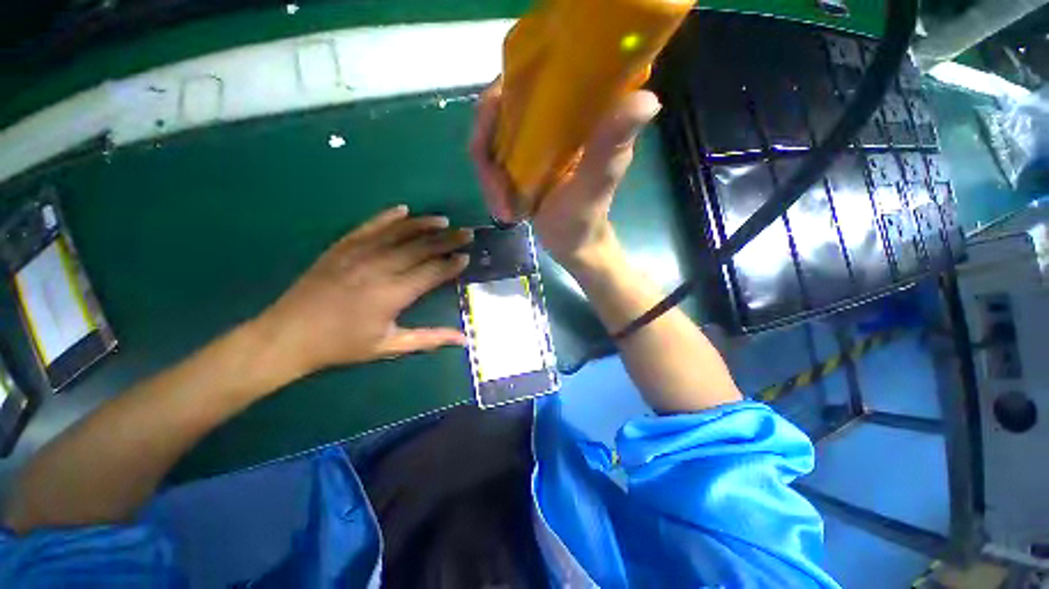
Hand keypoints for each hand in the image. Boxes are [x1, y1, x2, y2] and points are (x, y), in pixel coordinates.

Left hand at [254, 206, 471, 378]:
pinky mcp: (341, 247)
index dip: (451, 264)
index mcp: (392, 294)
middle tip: (467, 233)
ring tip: (444, 220)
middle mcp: (378, 268)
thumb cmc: (342, 345)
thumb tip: (463, 339)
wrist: (288, 335)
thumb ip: (429, 338)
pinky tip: (403, 210)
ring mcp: (358, 254)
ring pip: (398, 233)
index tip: (466, 257)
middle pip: (420, 248)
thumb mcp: (389, 346)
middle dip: (447, 240)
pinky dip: (388, 217)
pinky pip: (369, 226)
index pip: (431, 272)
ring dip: (424, 225)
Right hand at [469, 80, 660, 270]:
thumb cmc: (585, 219)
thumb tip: (647, 99)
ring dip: (490, 176)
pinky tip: (504, 207)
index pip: (538, 72)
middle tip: (497, 188)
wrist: (573, 245)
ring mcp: (536, 139)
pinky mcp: (523, 159)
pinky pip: (491, 158)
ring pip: (491, 136)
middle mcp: (556, 118)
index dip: (507, 88)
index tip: (493, 119)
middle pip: (502, 106)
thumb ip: (610, 146)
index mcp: (582, 112)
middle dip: (488, 147)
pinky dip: (491, 183)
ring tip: (504, 206)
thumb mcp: (595, 183)